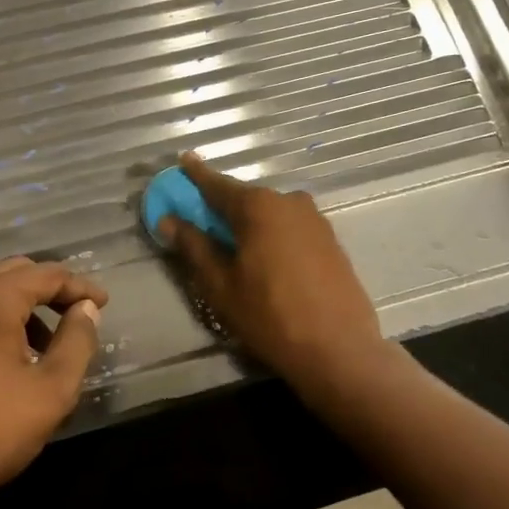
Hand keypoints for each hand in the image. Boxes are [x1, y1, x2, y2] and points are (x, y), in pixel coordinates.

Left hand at [0, 257, 107, 508]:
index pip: (46, 274)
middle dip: (49, 289)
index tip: (102, 304)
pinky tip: (2, 361)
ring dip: (19, 306)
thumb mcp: (52, 391)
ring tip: (43, 344)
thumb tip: (85, 309)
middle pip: (13, 273)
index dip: (79, 286)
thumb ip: (77, 342)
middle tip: (76, 314)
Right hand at [161, 153, 383, 390]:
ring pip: (270, 214)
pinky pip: (290, 227)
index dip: (196, 175)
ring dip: (249, 223)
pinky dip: (272, 234)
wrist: (339, 348)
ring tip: (233, 248)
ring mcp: (315, 219)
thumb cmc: (270, 316)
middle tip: (201, 221)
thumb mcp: (221, 286)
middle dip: (222, 207)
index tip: (183, 161)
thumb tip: (169, 220)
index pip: (217, 185)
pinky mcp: (330, 239)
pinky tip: (266, 260)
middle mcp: (289, 201)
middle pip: (245, 199)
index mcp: (258, 206)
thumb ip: (194, 247)